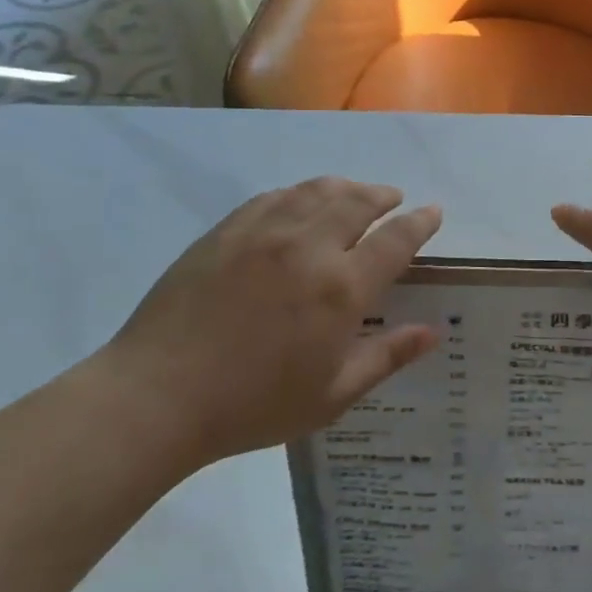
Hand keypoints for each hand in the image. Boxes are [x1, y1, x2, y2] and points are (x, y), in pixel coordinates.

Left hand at [96, 177, 441, 464]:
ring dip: (346, 187)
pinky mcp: (227, 230)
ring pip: (317, 190)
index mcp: (342, 288)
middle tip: (394, 198)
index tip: (433, 212)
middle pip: (359, 201)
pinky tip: (300, 202)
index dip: (420, 223)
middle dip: (384, 196)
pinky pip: (275, 196)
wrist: (158, 396)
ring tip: (355, 193)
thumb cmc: (253, 405)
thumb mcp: (333, 394)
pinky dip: (300, 193)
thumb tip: (434, 332)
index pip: (396, 239)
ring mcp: (265, 232)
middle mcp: (309, 246)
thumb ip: (388, 356)